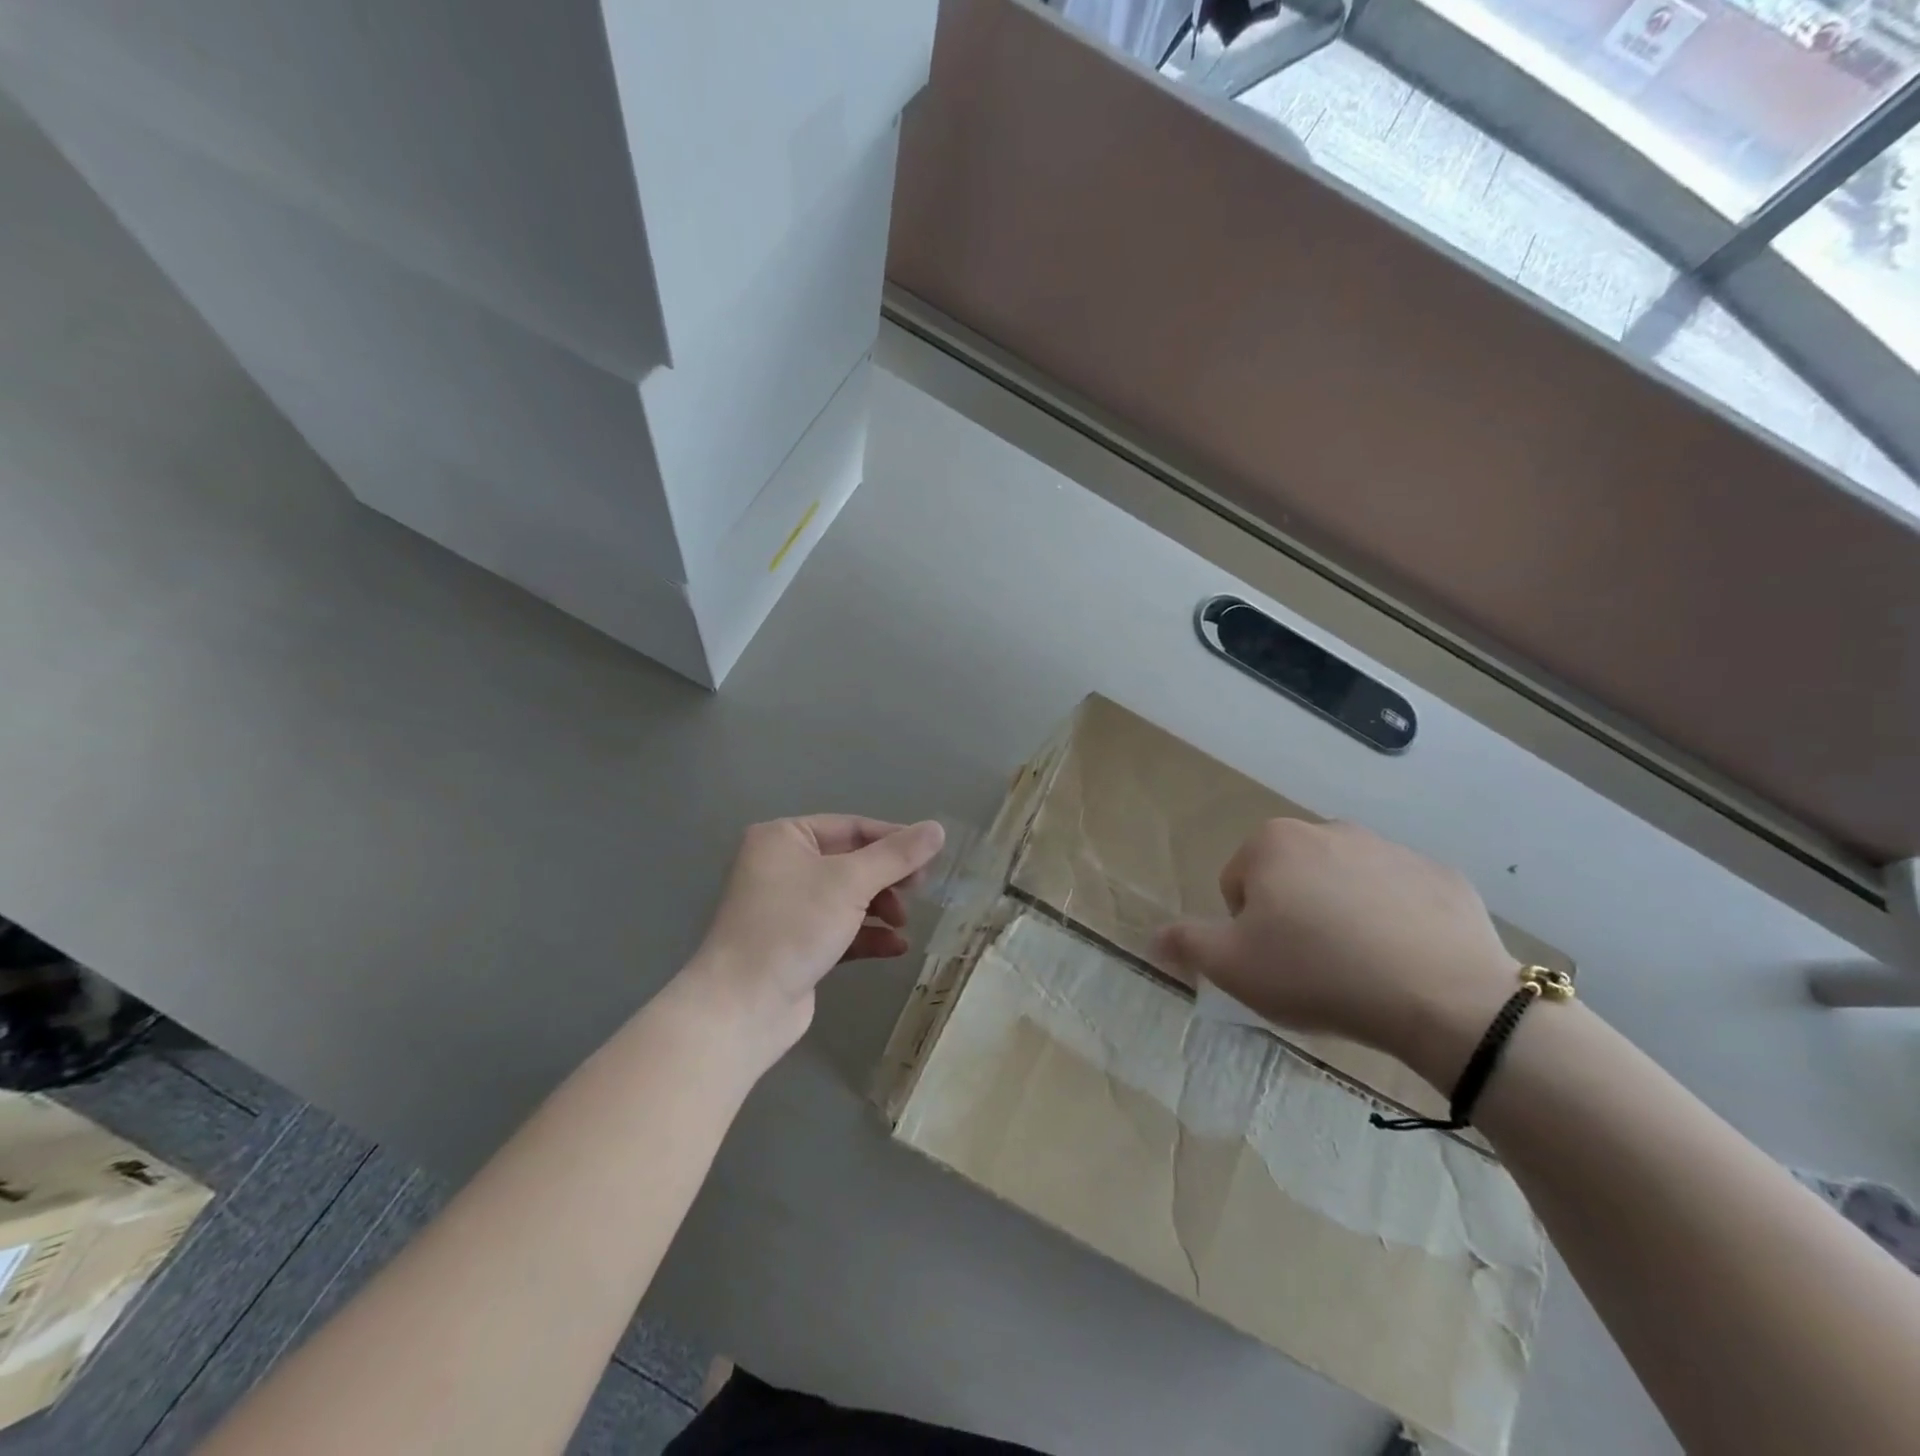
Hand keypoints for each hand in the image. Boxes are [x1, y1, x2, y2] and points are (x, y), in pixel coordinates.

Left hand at [678, 815, 945, 1067]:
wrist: (742, 1007)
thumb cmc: (793, 927)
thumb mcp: (850, 883)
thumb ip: (897, 855)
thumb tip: (937, 828)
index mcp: (784, 838)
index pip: (851, 827)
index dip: (894, 840)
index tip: (931, 858)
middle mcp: (782, 866)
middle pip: (851, 862)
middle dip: (887, 878)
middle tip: (920, 891)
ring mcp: (787, 908)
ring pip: (847, 897)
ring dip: (880, 908)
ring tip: (903, 923)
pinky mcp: (795, 945)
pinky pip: (839, 929)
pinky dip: (867, 935)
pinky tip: (896, 948)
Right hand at [1154, 819, 1516, 1086]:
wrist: (1443, 996)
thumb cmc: (1318, 973)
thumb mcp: (1232, 967)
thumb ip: (1186, 944)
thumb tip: (1153, 936)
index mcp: (1273, 843)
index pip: (1238, 884)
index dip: (1247, 929)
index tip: (1273, 961)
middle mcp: (1329, 830)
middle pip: (1291, 879)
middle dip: (1293, 915)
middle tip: (1311, 966)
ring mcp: (1391, 848)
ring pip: (1345, 885)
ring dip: (1342, 915)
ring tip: (1360, 967)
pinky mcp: (1441, 875)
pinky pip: (1400, 897)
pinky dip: (1395, 920)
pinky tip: (1405, 961)